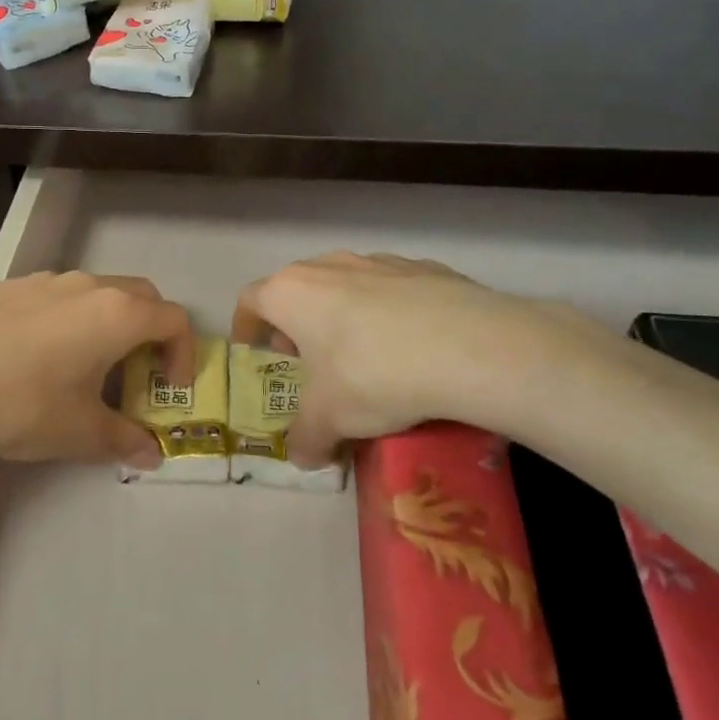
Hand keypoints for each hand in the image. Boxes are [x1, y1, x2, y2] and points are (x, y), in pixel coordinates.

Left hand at [0, 271, 193, 467]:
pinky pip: (55, 298)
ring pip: (94, 294)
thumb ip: (123, 439)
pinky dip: (66, 321)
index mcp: (117, 314)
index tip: (168, 389)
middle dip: (149, 334)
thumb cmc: (21, 403)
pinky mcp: (9, 286)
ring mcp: (45, 280)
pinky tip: (35, 358)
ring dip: (105, 325)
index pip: (173, 320)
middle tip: (134, 375)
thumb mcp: (79, 431)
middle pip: (139, 297)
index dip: (182, 355)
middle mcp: (87, 285)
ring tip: (83, 369)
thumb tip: (150, 454)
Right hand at [233, 252, 611, 462]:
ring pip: (346, 285)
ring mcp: (380, 261)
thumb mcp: (328, 420)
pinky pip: (394, 290)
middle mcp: (329, 266)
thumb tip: (303, 458)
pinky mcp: (426, 267)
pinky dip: (390, 313)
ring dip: (342, 315)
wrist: (471, 348)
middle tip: (308, 359)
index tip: (255, 351)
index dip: (247, 327)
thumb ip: (306, 439)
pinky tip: (413, 347)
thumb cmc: (372, 375)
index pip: (251, 301)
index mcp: (291, 292)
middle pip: (297, 289)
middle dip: (296, 324)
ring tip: (363, 355)